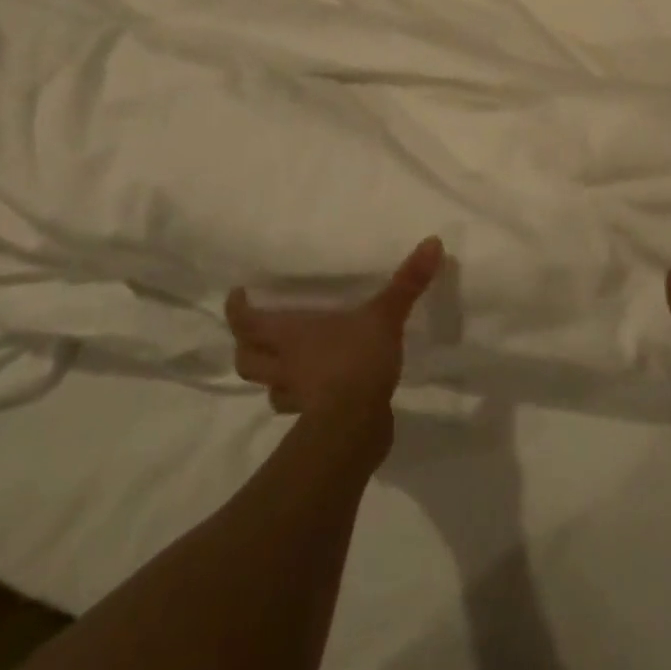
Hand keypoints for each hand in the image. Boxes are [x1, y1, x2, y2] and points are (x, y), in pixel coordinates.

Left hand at [226, 237, 444, 420]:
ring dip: (272, 376)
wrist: (355, 428)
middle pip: (246, 360)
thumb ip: (407, 281)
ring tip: (287, 364)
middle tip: (256, 332)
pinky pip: (298, 408)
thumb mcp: (384, 315)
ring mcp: (296, 398)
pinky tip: (321, 391)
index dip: (237, 309)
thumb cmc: (356, 361)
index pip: (246, 321)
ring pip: (270, 388)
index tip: (237, 295)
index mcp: (289, 335)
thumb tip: (433, 241)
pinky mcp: (312, 424)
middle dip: (245, 346)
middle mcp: (284, 366)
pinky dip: (303, 399)